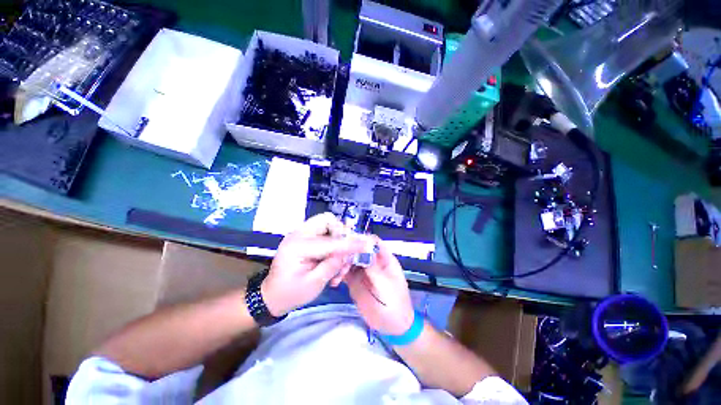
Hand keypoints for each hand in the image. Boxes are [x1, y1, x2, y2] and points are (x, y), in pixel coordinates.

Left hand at [261, 213, 364, 316]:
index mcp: (297, 246)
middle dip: (341, 233)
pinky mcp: (305, 237)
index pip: (329, 242)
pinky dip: (333, 243)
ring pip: (328, 224)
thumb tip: (348, 253)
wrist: (272, 295)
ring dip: (339, 239)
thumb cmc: (290, 293)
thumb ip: (332, 266)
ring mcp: (301, 234)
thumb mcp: (313, 285)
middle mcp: (298, 234)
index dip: (349, 244)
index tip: (365, 245)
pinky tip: (334, 260)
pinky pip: (325, 232)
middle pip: (327, 220)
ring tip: (339, 262)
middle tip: (347, 251)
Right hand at [343, 237, 414, 335]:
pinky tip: (334, 280)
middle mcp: (373, 262)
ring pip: (350, 259)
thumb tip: (363, 251)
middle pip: (359, 249)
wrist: (392, 327)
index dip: (363, 240)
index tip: (351, 242)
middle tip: (338, 257)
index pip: (374, 243)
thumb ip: (374, 268)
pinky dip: (339, 274)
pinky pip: (345, 273)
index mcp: (385, 259)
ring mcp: (363, 271)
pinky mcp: (355, 281)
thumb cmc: (395, 304)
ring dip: (342, 262)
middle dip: (349, 251)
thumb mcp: (386, 285)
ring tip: (336, 271)